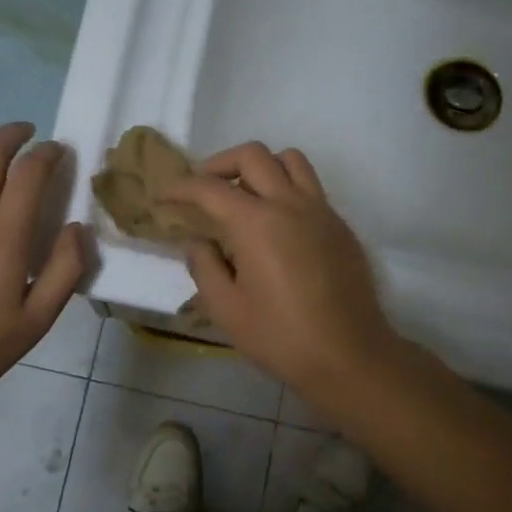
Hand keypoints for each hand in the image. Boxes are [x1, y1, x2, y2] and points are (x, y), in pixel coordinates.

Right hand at [159, 143, 400, 394]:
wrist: (349, 356)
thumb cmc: (280, 337)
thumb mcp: (226, 309)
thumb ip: (204, 266)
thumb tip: (196, 241)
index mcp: (256, 222)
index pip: (209, 188)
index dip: (180, 187)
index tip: (162, 196)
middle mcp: (290, 204)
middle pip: (252, 155)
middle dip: (219, 164)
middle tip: (202, 189)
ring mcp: (321, 211)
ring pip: (290, 160)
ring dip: (260, 167)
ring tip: (243, 195)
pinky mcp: (340, 226)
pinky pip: (310, 188)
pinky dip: (286, 189)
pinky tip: (276, 225)